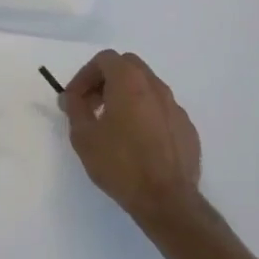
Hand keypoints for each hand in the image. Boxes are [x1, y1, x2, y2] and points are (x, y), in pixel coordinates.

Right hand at [61, 50, 204, 233]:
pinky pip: (161, 110)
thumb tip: (71, 97)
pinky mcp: (187, 128)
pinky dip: (145, 114)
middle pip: (128, 67)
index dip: (84, 75)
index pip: (105, 59)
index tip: (74, 98)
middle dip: (106, 80)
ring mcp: (175, 107)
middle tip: (91, 105)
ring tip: (112, 125)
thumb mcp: (84, 136)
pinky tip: (137, 142)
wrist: (167, 200)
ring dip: (126, 96)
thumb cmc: (120, 164)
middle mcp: (156, 87)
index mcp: (130, 82)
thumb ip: (75, 108)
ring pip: (147, 87)